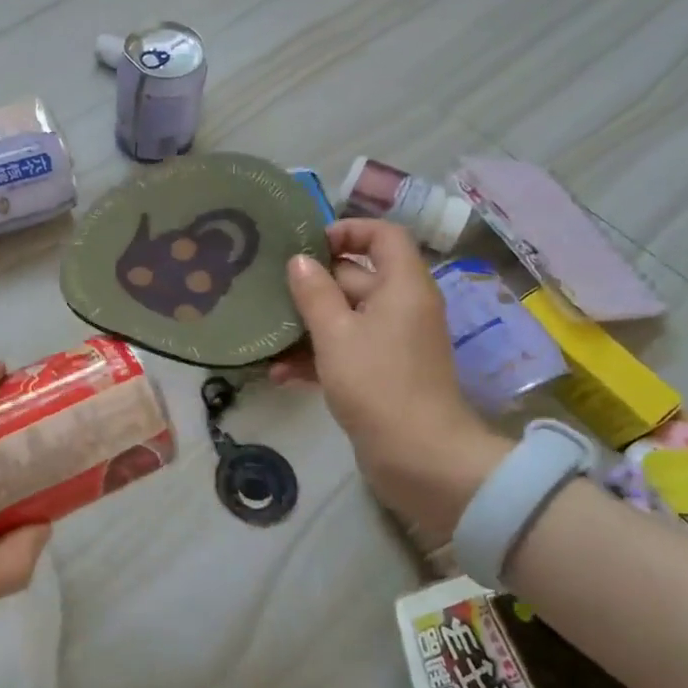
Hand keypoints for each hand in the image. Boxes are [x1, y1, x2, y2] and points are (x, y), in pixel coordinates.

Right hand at [273, 221, 507, 535]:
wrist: (419, 457)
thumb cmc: (377, 383)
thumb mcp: (336, 334)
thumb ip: (314, 293)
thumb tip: (299, 261)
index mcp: (402, 286)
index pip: (383, 236)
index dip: (348, 230)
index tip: (307, 245)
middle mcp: (402, 307)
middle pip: (357, 277)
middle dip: (314, 284)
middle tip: (270, 289)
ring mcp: (393, 342)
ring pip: (346, 317)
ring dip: (308, 326)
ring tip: (268, 335)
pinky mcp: (382, 373)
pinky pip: (347, 350)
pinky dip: (318, 357)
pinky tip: (280, 374)